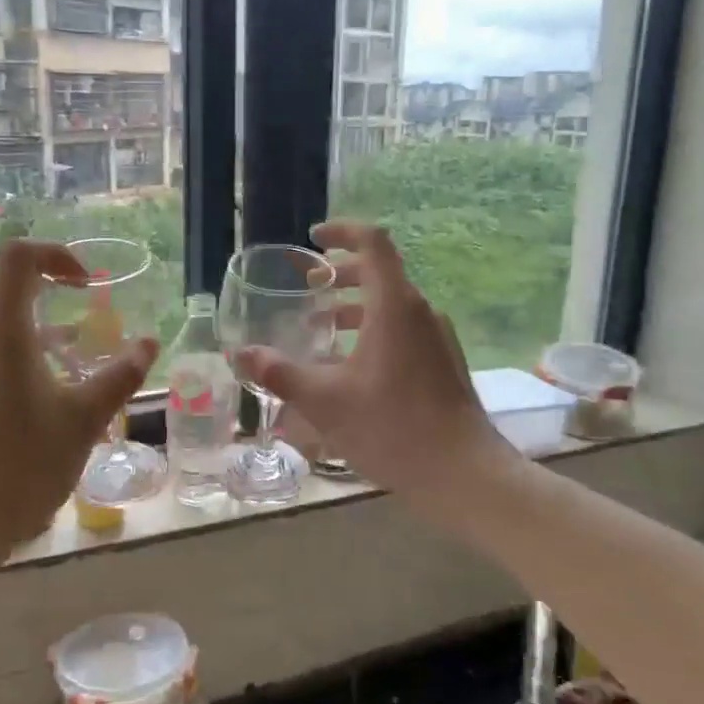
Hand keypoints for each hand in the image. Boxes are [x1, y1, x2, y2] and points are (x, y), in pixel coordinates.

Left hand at [0, 239, 157, 563]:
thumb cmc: (26, 464)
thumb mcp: (85, 417)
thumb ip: (121, 374)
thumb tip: (150, 343)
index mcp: (0, 330)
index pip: (19, 257)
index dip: (57, 255)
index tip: (90, 284)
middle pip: (8, 284)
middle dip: (53, 288)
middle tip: (91, 312)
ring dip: (39, 321)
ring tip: (78, 353)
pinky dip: (21, 346)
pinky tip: (48, 386)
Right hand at [234, 221, 512, 507]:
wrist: (462, 473)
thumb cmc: (392, 428)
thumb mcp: (325, 401)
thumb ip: (281, 373)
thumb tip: (241, 354)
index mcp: (394, 306)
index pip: (373, 243)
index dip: (342, 231)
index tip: (314, 239)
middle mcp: (420, 312)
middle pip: (380, 273)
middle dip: (341, 275)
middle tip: (308, 291)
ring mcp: (437, 338)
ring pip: (392, 305)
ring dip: (355, 308)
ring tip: (320, 331)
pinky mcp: (443, 362)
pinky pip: (404, 330)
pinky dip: (373, 331)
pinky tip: (350, 368)